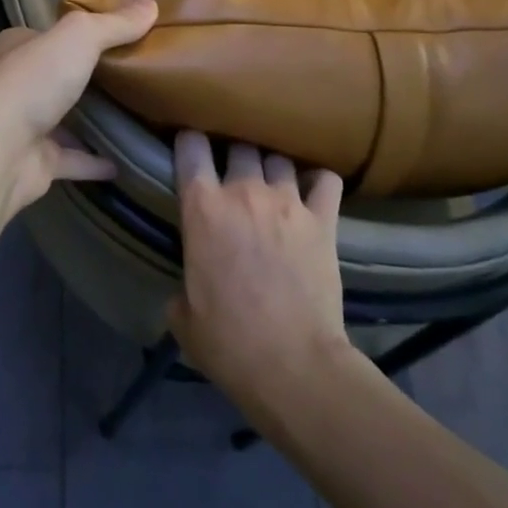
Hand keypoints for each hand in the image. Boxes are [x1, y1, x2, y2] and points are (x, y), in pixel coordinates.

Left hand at [0, 0, 156, 220]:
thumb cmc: (33, 80)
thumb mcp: (79, 37)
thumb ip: (115, 24)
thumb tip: (152, 4)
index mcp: (18, 47)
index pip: (50, 34)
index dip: (80, 33)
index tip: (119, 33)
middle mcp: (17, 84)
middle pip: (59, 76)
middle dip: (90, 76)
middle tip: (137, 73)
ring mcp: (25, 126)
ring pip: (65, 119)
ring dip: (93, 120)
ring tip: (138, 114)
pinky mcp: (36, 162)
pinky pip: (73, 159)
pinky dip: (96, 160)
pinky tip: (127, 159)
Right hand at [168, 133, 351, 416]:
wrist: (292, 365)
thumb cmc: (227, 342)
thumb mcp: (182, 315)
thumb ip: (181, 285)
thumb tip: (187, 289)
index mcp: (202, 207)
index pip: (191, 147)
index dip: (189, 142)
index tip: (190, 149)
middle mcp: (243, 192)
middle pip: (239, 145)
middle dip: (233, 153)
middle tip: (232, 172)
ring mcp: (288, 202)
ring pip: (278, 157)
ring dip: (272, 167)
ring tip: (272, 182)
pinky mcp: (324, 220)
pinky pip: (325, 180)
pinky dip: (318, 180)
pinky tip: (313, 190)